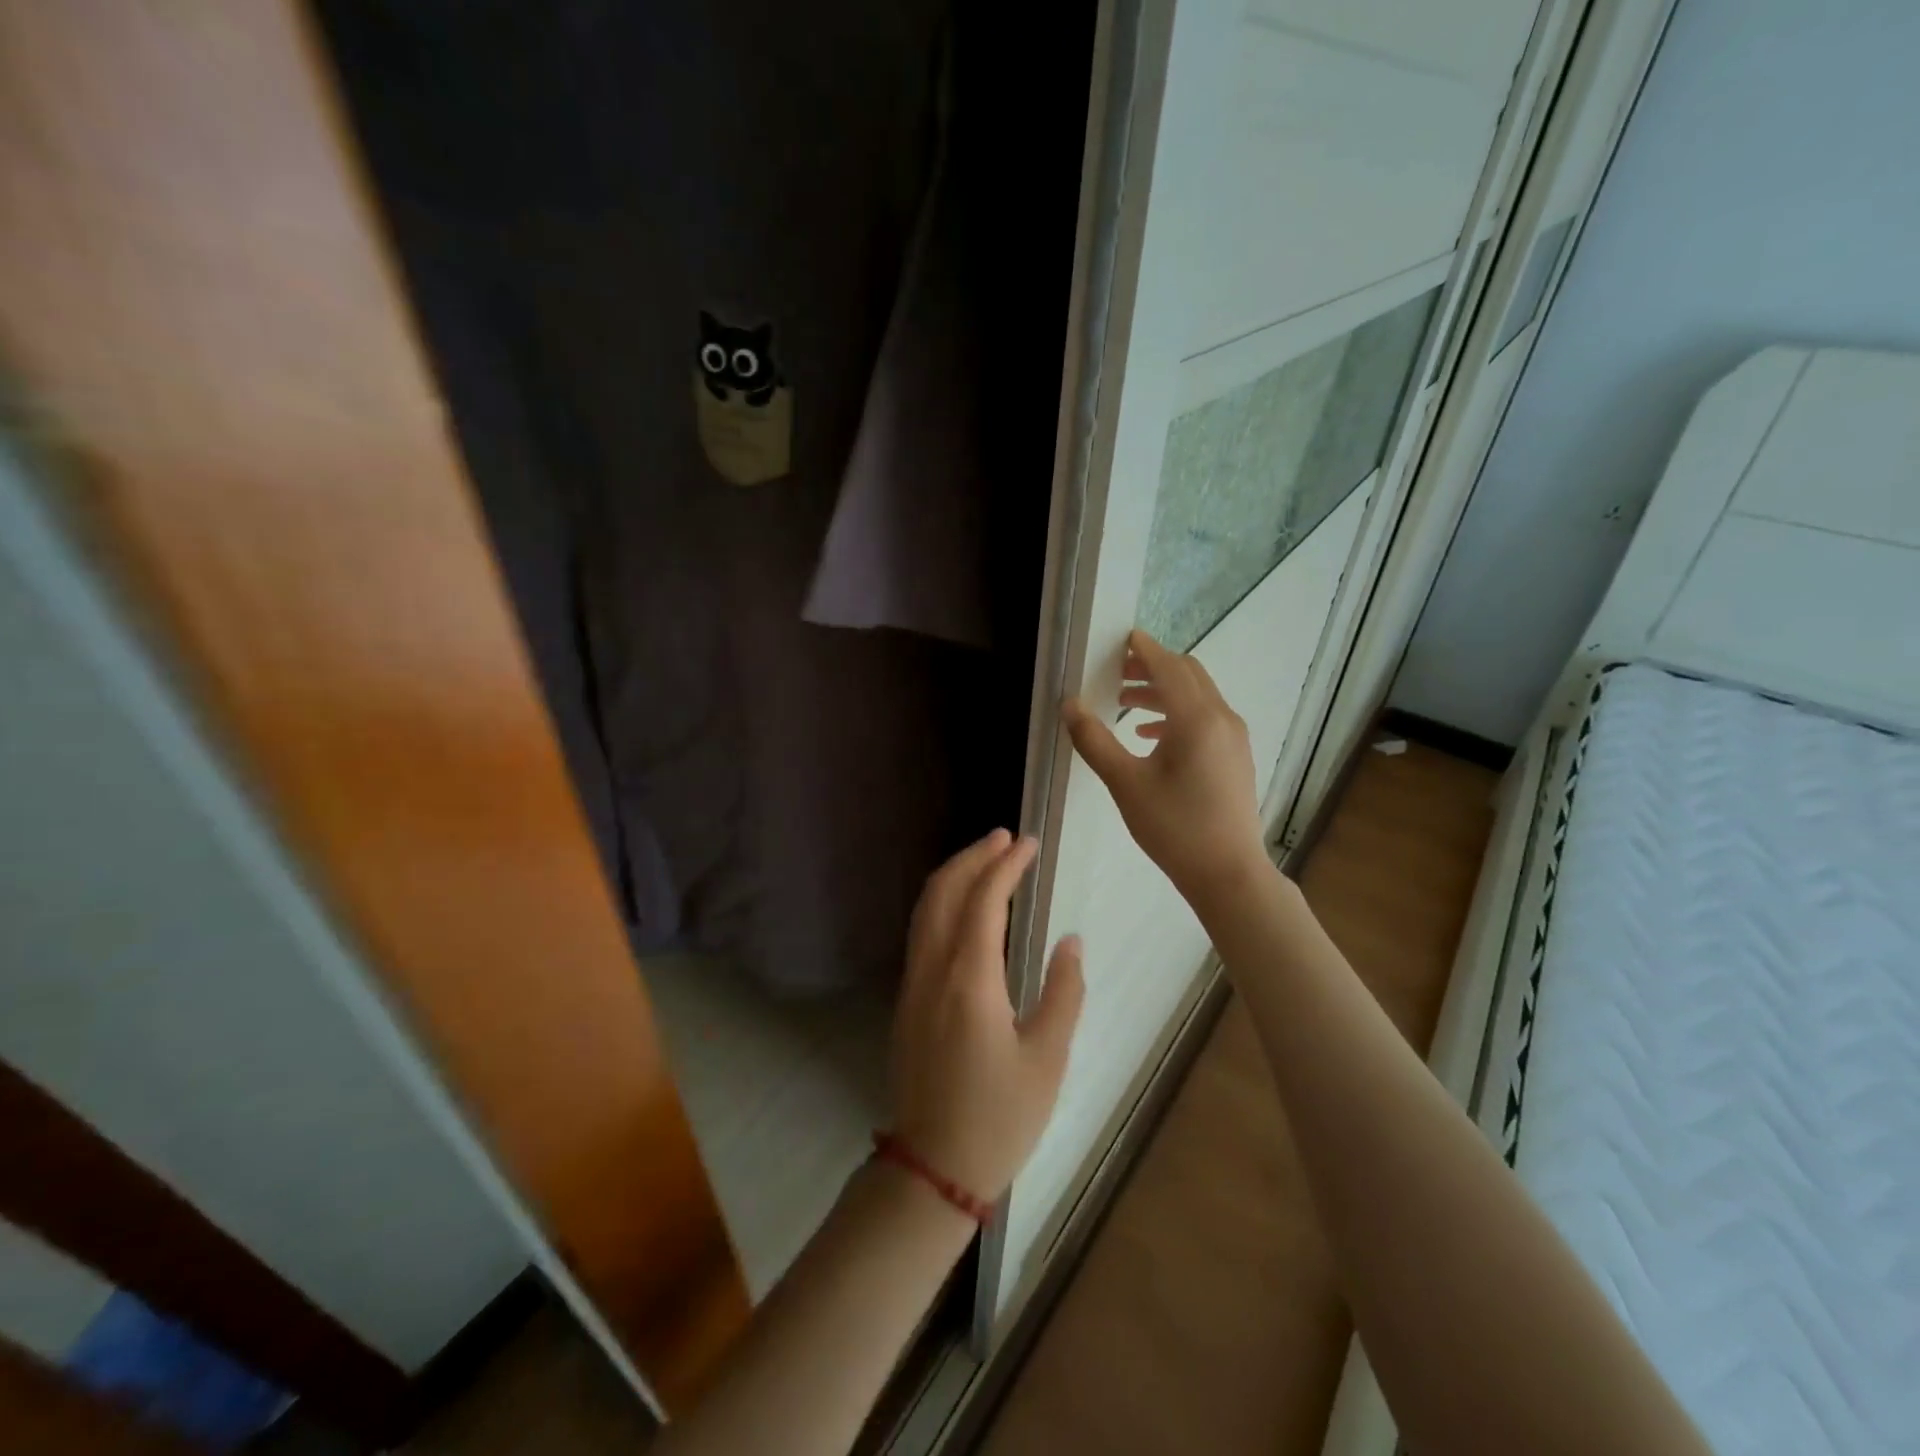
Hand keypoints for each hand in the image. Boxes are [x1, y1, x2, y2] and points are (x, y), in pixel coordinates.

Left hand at [891, 830, 1084, 1204]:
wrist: (932, 1166)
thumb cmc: (999, 1117)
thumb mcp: (1048, 1058)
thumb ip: (1063, 991)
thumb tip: (1070, 940)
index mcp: (970, 980)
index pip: (984, 900)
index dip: (1006, 865)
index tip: (1028, 843)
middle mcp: (933, 970)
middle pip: (944, 890)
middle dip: (974, 856)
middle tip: (1005, 838)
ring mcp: (913, 982)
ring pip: (926, 908)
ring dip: (954, 874)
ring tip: (986, 858)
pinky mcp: (908, 998)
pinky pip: (922, 930)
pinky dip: (942, 900)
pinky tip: (965, 906)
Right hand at [1063, 629, 1267, 902]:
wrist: (1228, 872)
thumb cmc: (1174, 827)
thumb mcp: (1125, 784)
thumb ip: (1095, 741)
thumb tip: (1069, 706)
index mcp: (1196, 718)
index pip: (1168, 667)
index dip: (1144, 649)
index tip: (1123, 638)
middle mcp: (1221, 718)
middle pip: (1188, 674)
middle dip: (1152, 667)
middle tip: (1117, 672)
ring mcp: (1234, 737)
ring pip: (1198, 696)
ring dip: (1163, 691)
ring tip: (1125, 705)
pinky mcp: (1236, 755)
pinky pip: (1206, 716)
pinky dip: (1178, 713)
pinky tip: (1151, 736)